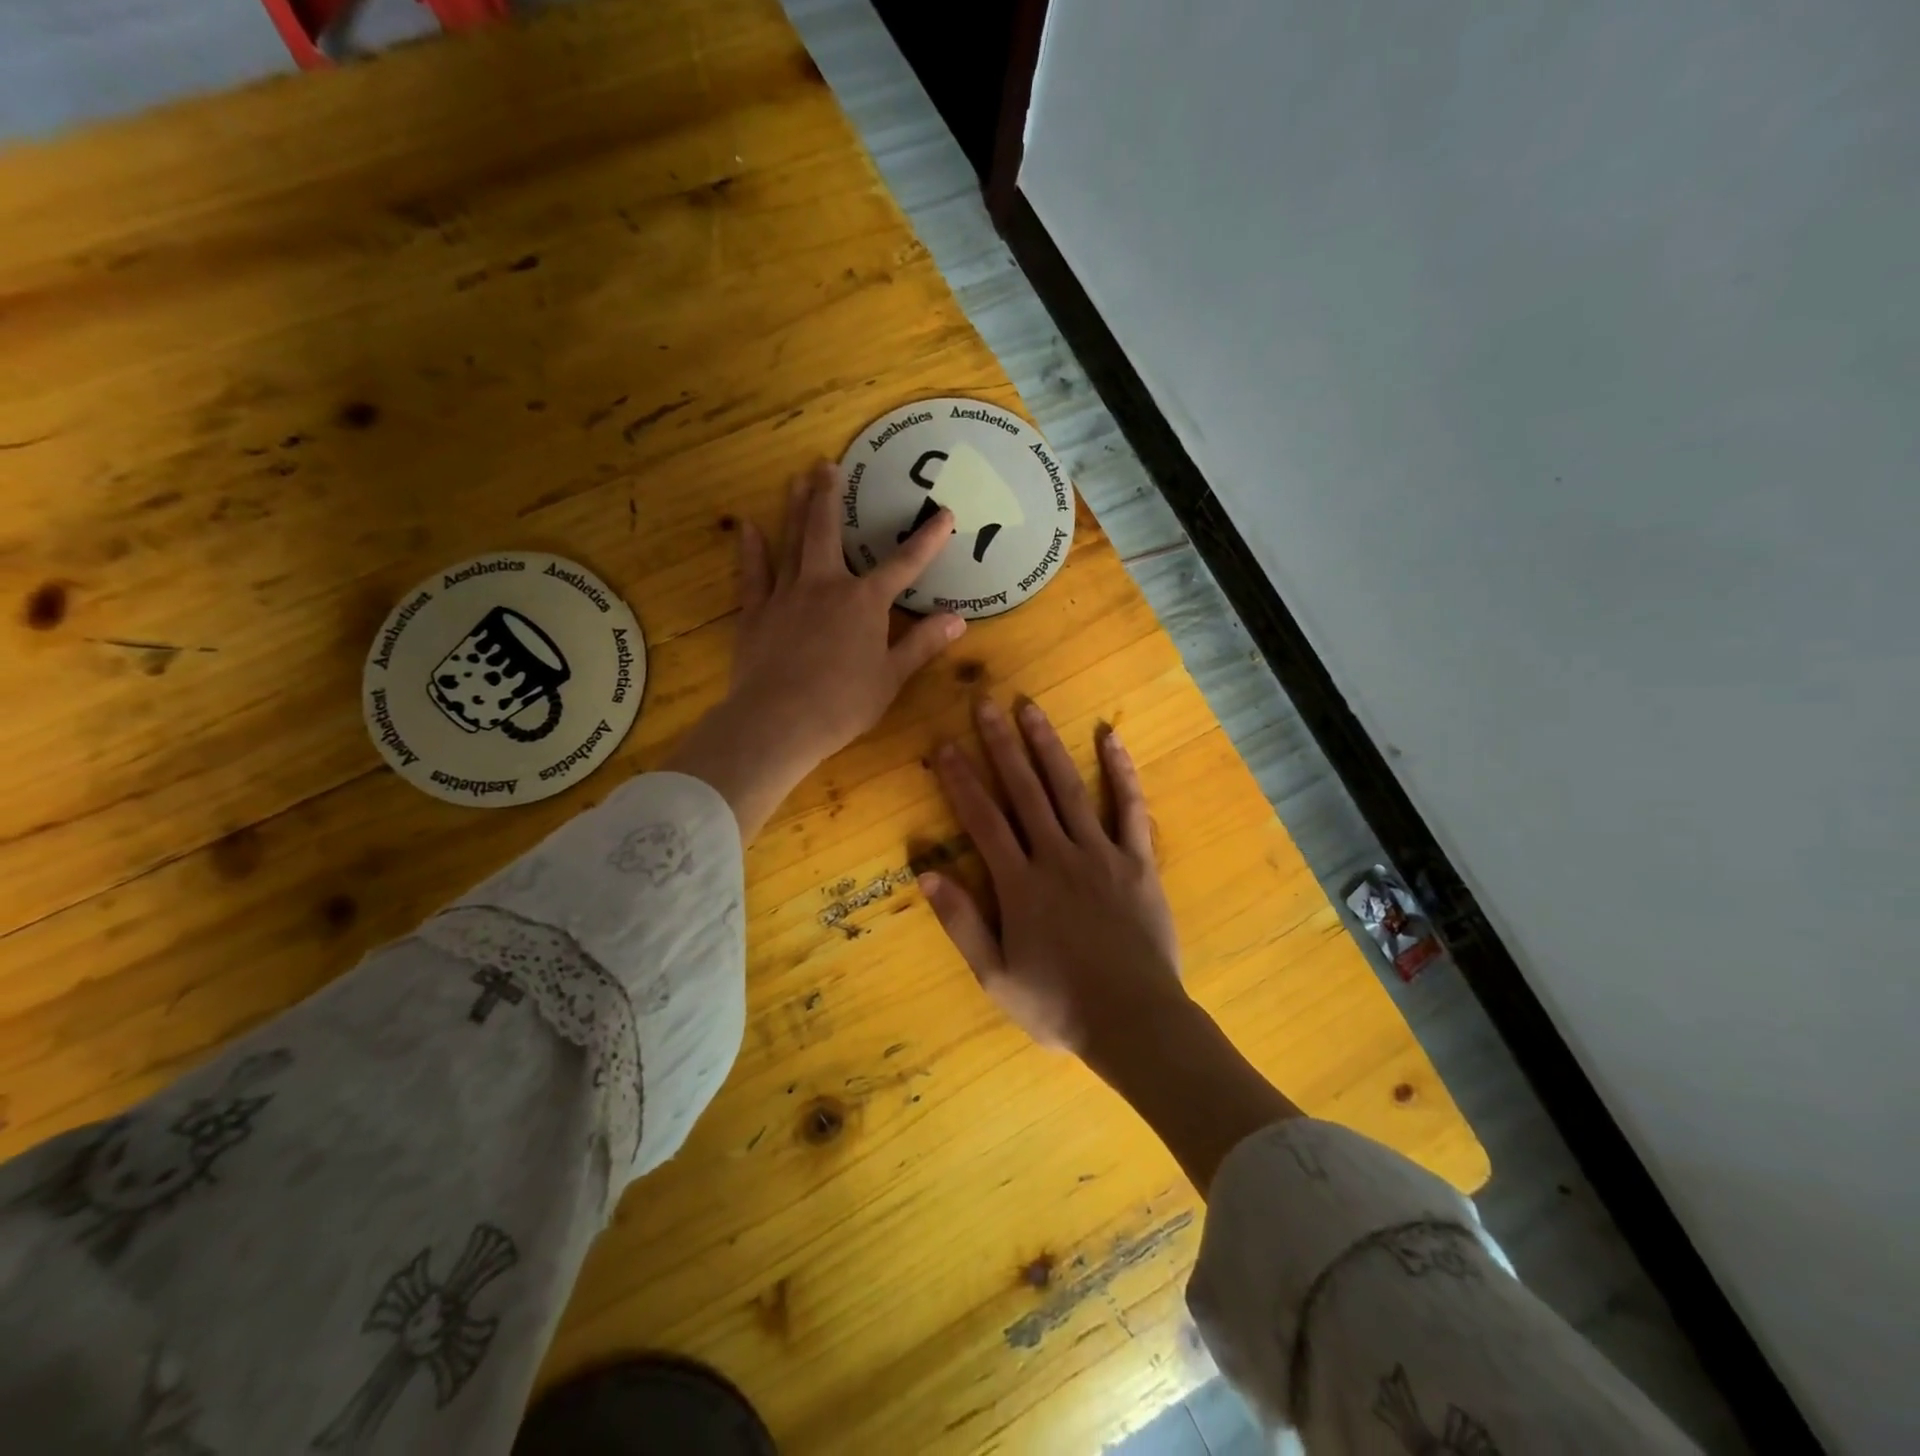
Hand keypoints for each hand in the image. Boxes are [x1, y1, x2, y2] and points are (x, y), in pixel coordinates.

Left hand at [665, 460, 963, 839]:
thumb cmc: (843, 704)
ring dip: (794, 509)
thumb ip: (923, 644)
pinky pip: (752, 574)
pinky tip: (746, 526)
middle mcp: (825, 586)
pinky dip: (750, 549)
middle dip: (830, 497)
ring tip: (795, 479)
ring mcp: (786, 595)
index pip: (903, 565)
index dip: (927, 540)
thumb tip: (958, 619)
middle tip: (826, 464)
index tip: (945, 514)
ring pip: (791, 542)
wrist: (778, 721)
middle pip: (828, 532)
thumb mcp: (892, 678)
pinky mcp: (755, 613)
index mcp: (864, 603)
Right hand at [922, 698, 1185, 1054]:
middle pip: (1023, 790)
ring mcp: (1101, 854)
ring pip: (1069, 788)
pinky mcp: (1137, 861)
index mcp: (1019, 884)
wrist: (1135, 1021)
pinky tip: (1110, 737)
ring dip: (1047, 746)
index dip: (960, 780)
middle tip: (984, 702)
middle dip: (1000, 745)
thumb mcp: (995, 976)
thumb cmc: (1058, 1004)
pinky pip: (1131, 808)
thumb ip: (961, 922)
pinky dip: (1121, 771)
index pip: (982, 820)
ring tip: (1030, 708)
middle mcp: (1057, 856)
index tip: (945, 745)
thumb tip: (925, 872)